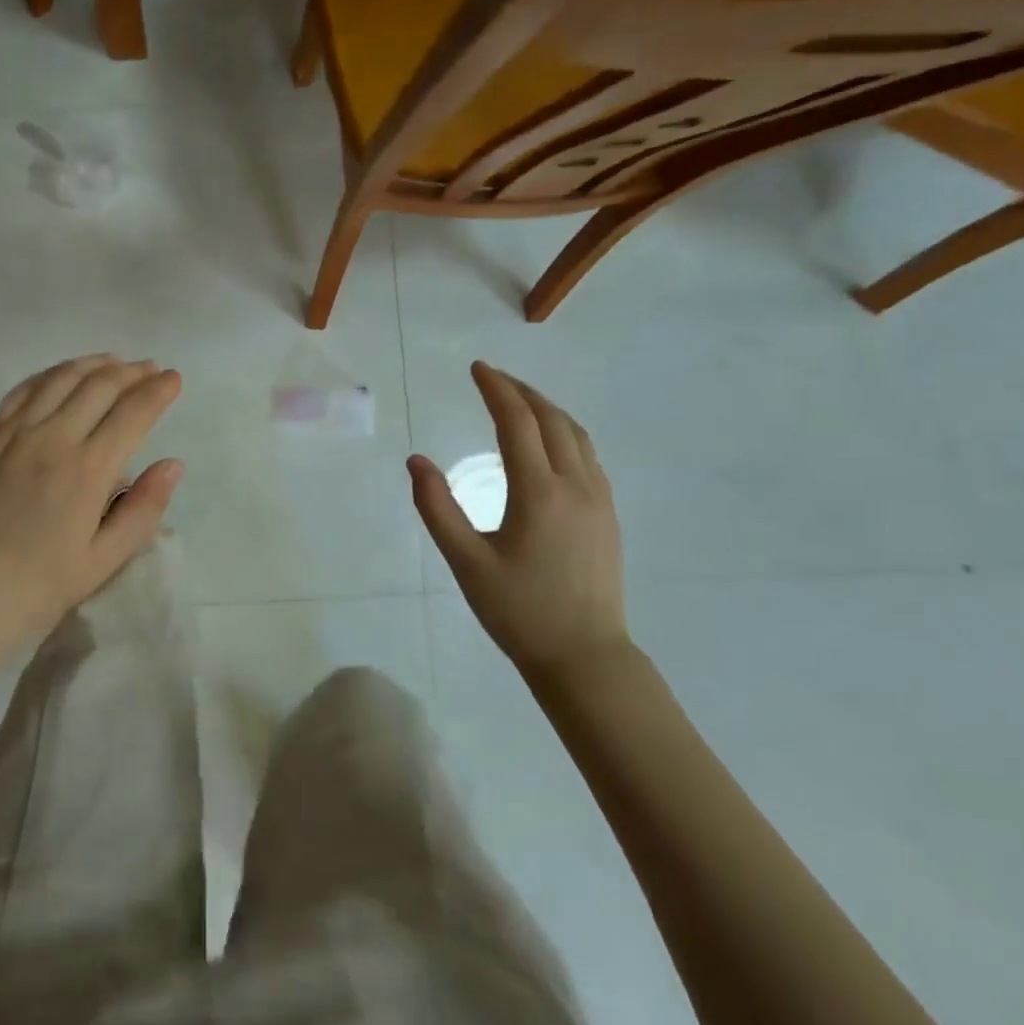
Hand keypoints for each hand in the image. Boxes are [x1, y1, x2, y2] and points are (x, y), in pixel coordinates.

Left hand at [0, 355, 184, 661]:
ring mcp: (15, 432)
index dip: (158, 390)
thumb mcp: (105, 559)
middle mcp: (53, 437)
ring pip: (61, 378)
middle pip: (100, 385)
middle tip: (150, 369)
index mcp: (89, 469)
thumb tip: (173, 464)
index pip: (133, 412)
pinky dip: (50, 374)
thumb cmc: (40, 584)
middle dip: (132, 371)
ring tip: (114, 362)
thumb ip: (143, 508)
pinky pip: (23, 390)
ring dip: (93, 364)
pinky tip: (62, 374)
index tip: (173, 379)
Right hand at [408, 362, 630, 683]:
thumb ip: (437, 508)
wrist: (584, 655)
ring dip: (547, 409)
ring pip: (576, 435)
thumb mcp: (466, 562)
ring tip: (519, 400)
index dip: (496, 390)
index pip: (517, 423)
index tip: (477, 369)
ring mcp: (598, 499)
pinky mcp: (607, 515)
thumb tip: (416, 461)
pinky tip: (551, 442)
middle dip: (521, 392)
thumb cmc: (519, 611)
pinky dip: (565, 432)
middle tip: (492, 377)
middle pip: (551, 420)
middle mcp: (575, 485)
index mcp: (539, 493)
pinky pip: (588, 455)